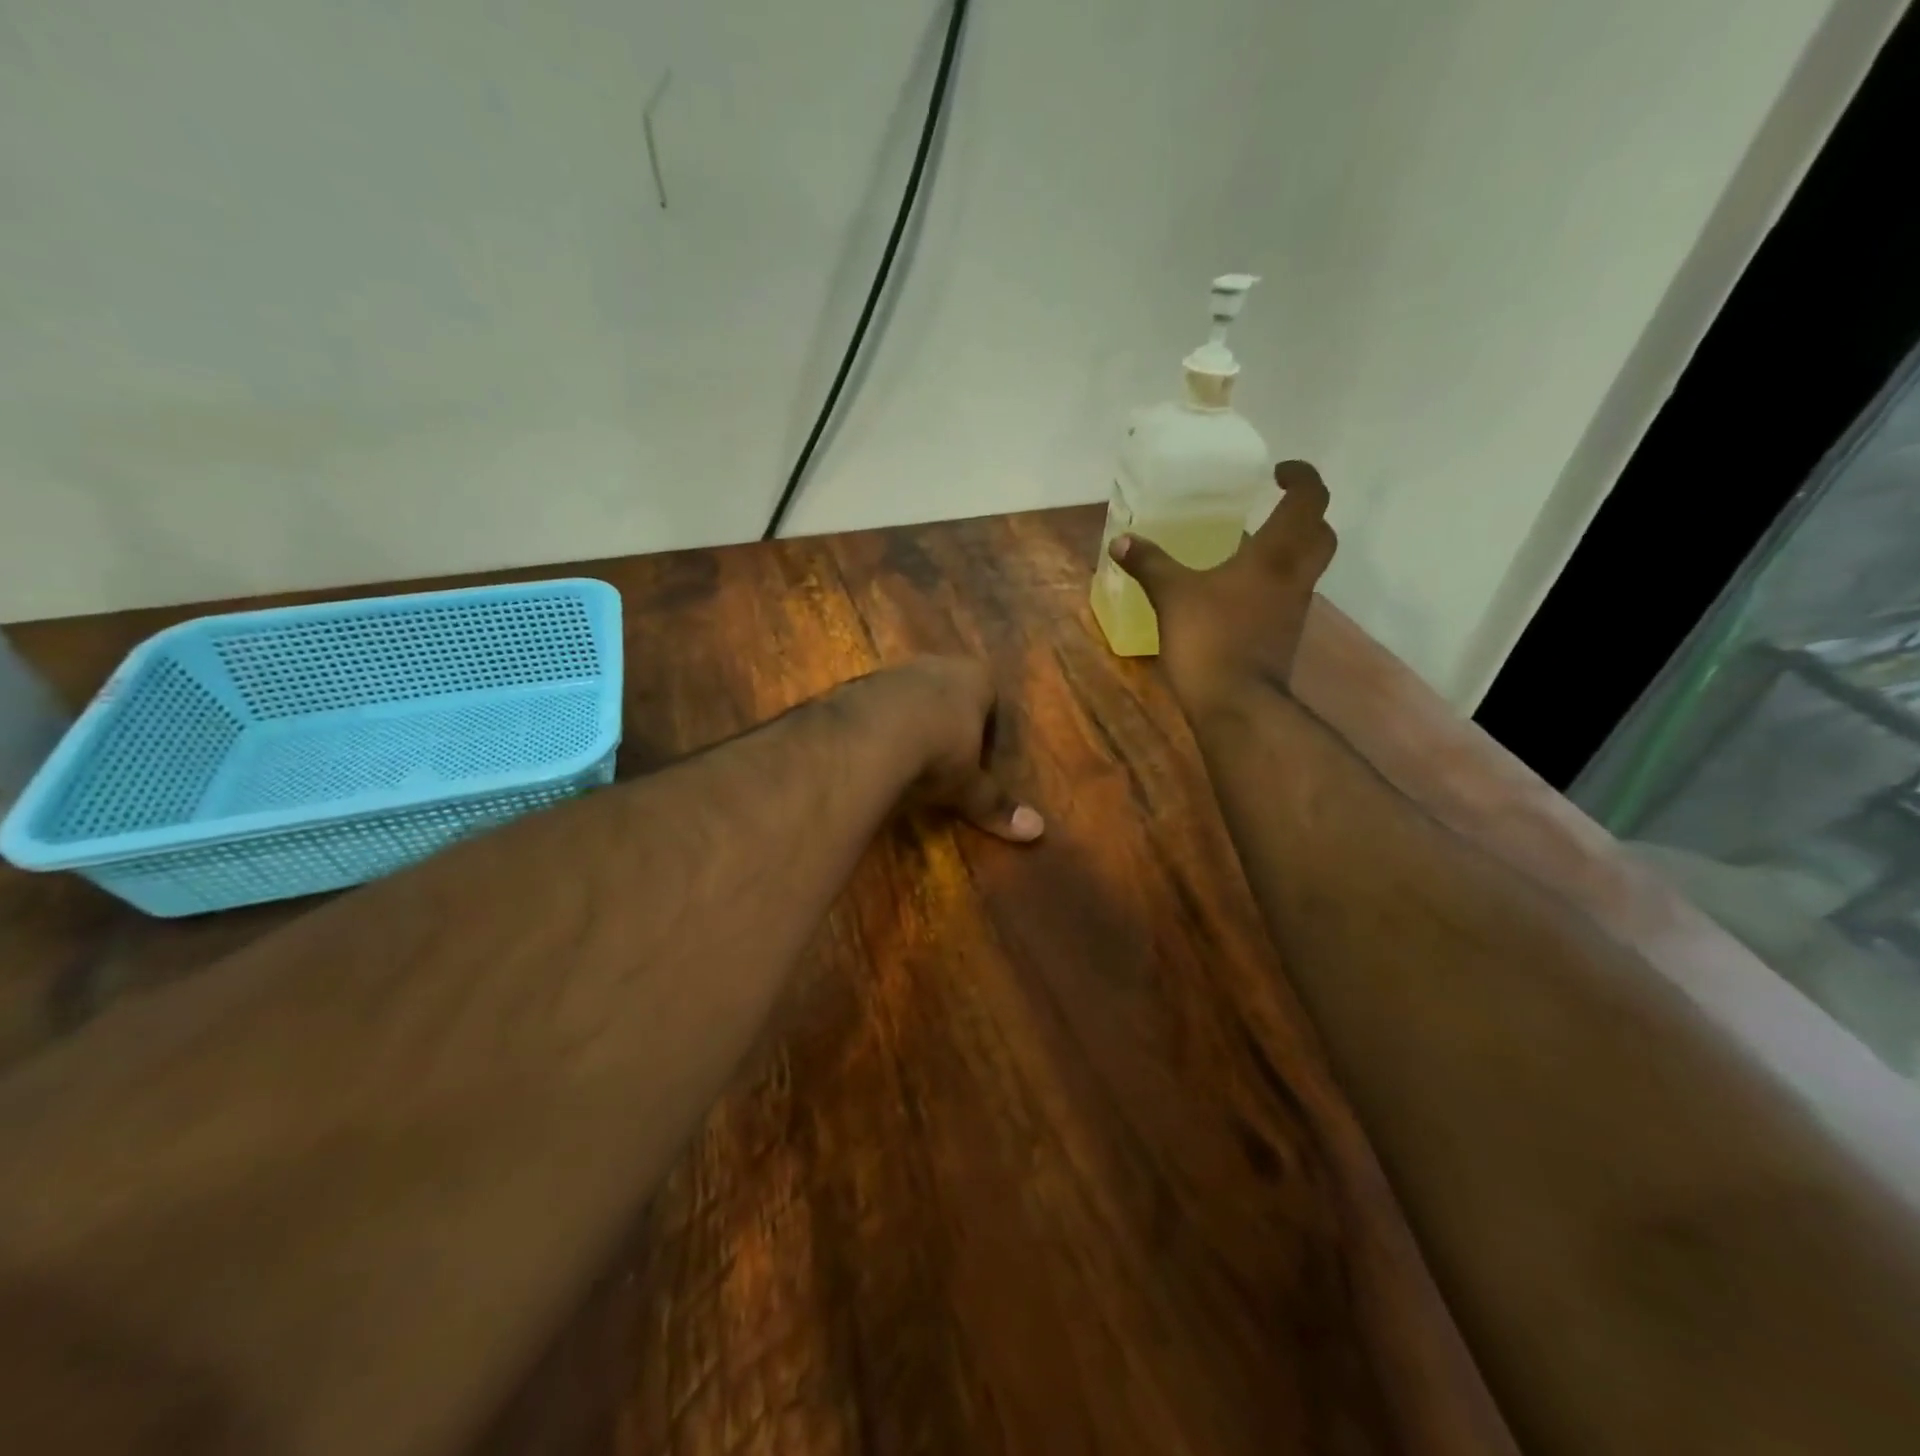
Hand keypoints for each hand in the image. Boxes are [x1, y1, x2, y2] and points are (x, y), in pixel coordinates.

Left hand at [850, 656, 1044, 842]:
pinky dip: (875, 726)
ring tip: (905, 757)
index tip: (980, 753)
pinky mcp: (854, 686)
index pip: (989, 693)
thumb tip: (1037, 831)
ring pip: (907, 694)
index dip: (986, 723)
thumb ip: (995, 804)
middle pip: (946, 689)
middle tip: (944, 755)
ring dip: (907, 719)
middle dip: (945, 718)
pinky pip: (872, 706)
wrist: (867, 737)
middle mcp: (934, 665)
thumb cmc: (937, 754)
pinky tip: (872, 753)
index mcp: (974, 678)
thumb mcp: (968, 786)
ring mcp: (892, 672)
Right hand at [1109, 460, 1336, 715]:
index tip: (1278, 472)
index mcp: (1276, 555)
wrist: (1237, 705)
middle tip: (1271, 509)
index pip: (1309, 501)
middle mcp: (1295, 577)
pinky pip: (1286, 597)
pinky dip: (1272, 584)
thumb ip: (1150, 564)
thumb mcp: (1172, 596)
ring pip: (1307, 567)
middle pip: (1320, 534)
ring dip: (1289, 551)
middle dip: (1303, 514)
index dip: (1302, 478)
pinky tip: (1237, 594)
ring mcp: (1294, 610)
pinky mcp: (1283, 636)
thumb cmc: (1209, 640)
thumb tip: (1121, 540)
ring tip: (1248, 548)